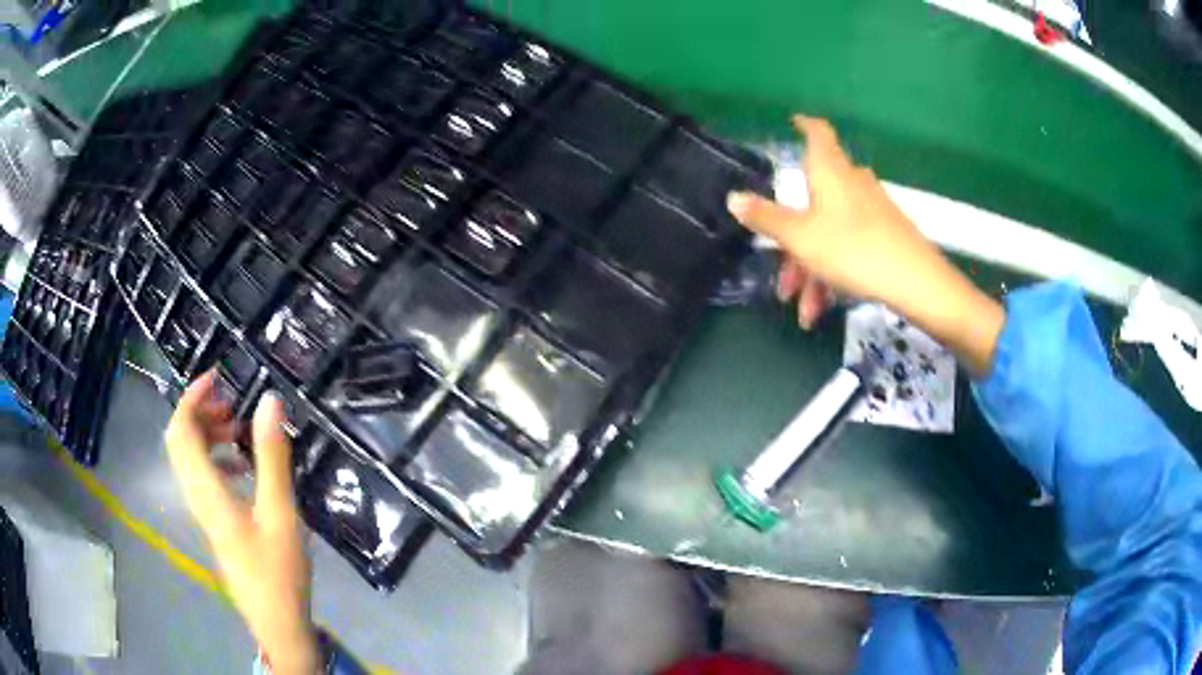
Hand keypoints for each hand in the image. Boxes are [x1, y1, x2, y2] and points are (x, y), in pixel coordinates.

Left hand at [165, 372, 318, 674]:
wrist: (275, 620)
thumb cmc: (277, 569)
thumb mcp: (280, 511)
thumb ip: (272, 455)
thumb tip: (269, 400)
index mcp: (206, 490)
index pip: (181, 430)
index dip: (192, 397)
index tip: (217, 377)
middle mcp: (195, 496)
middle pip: (179, 442)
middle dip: (199, 413)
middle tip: (231, 403)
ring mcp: (203, 511)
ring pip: (189, 460)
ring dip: (207, 435)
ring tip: (239, 431)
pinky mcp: (213, 523)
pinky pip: (202, 477)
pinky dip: (215, 458)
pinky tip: (243, 468)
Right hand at [727, 115, 1004, 375]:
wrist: (916, 283)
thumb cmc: (853, 249)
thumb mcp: (800, 237)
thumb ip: (766, 218)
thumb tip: (733, 197)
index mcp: (830, 171)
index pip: (818, 133)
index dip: (804, 124)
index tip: (793, 122)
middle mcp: (851, 183)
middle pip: (814, 200)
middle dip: (793, 241)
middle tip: (782, 278)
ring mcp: (871, 209)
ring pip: (829, 231)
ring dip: (810, 270)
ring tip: (804, 310)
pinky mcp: (885, 234)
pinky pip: (848, 246)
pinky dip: (832, 272)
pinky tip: (824, 308)